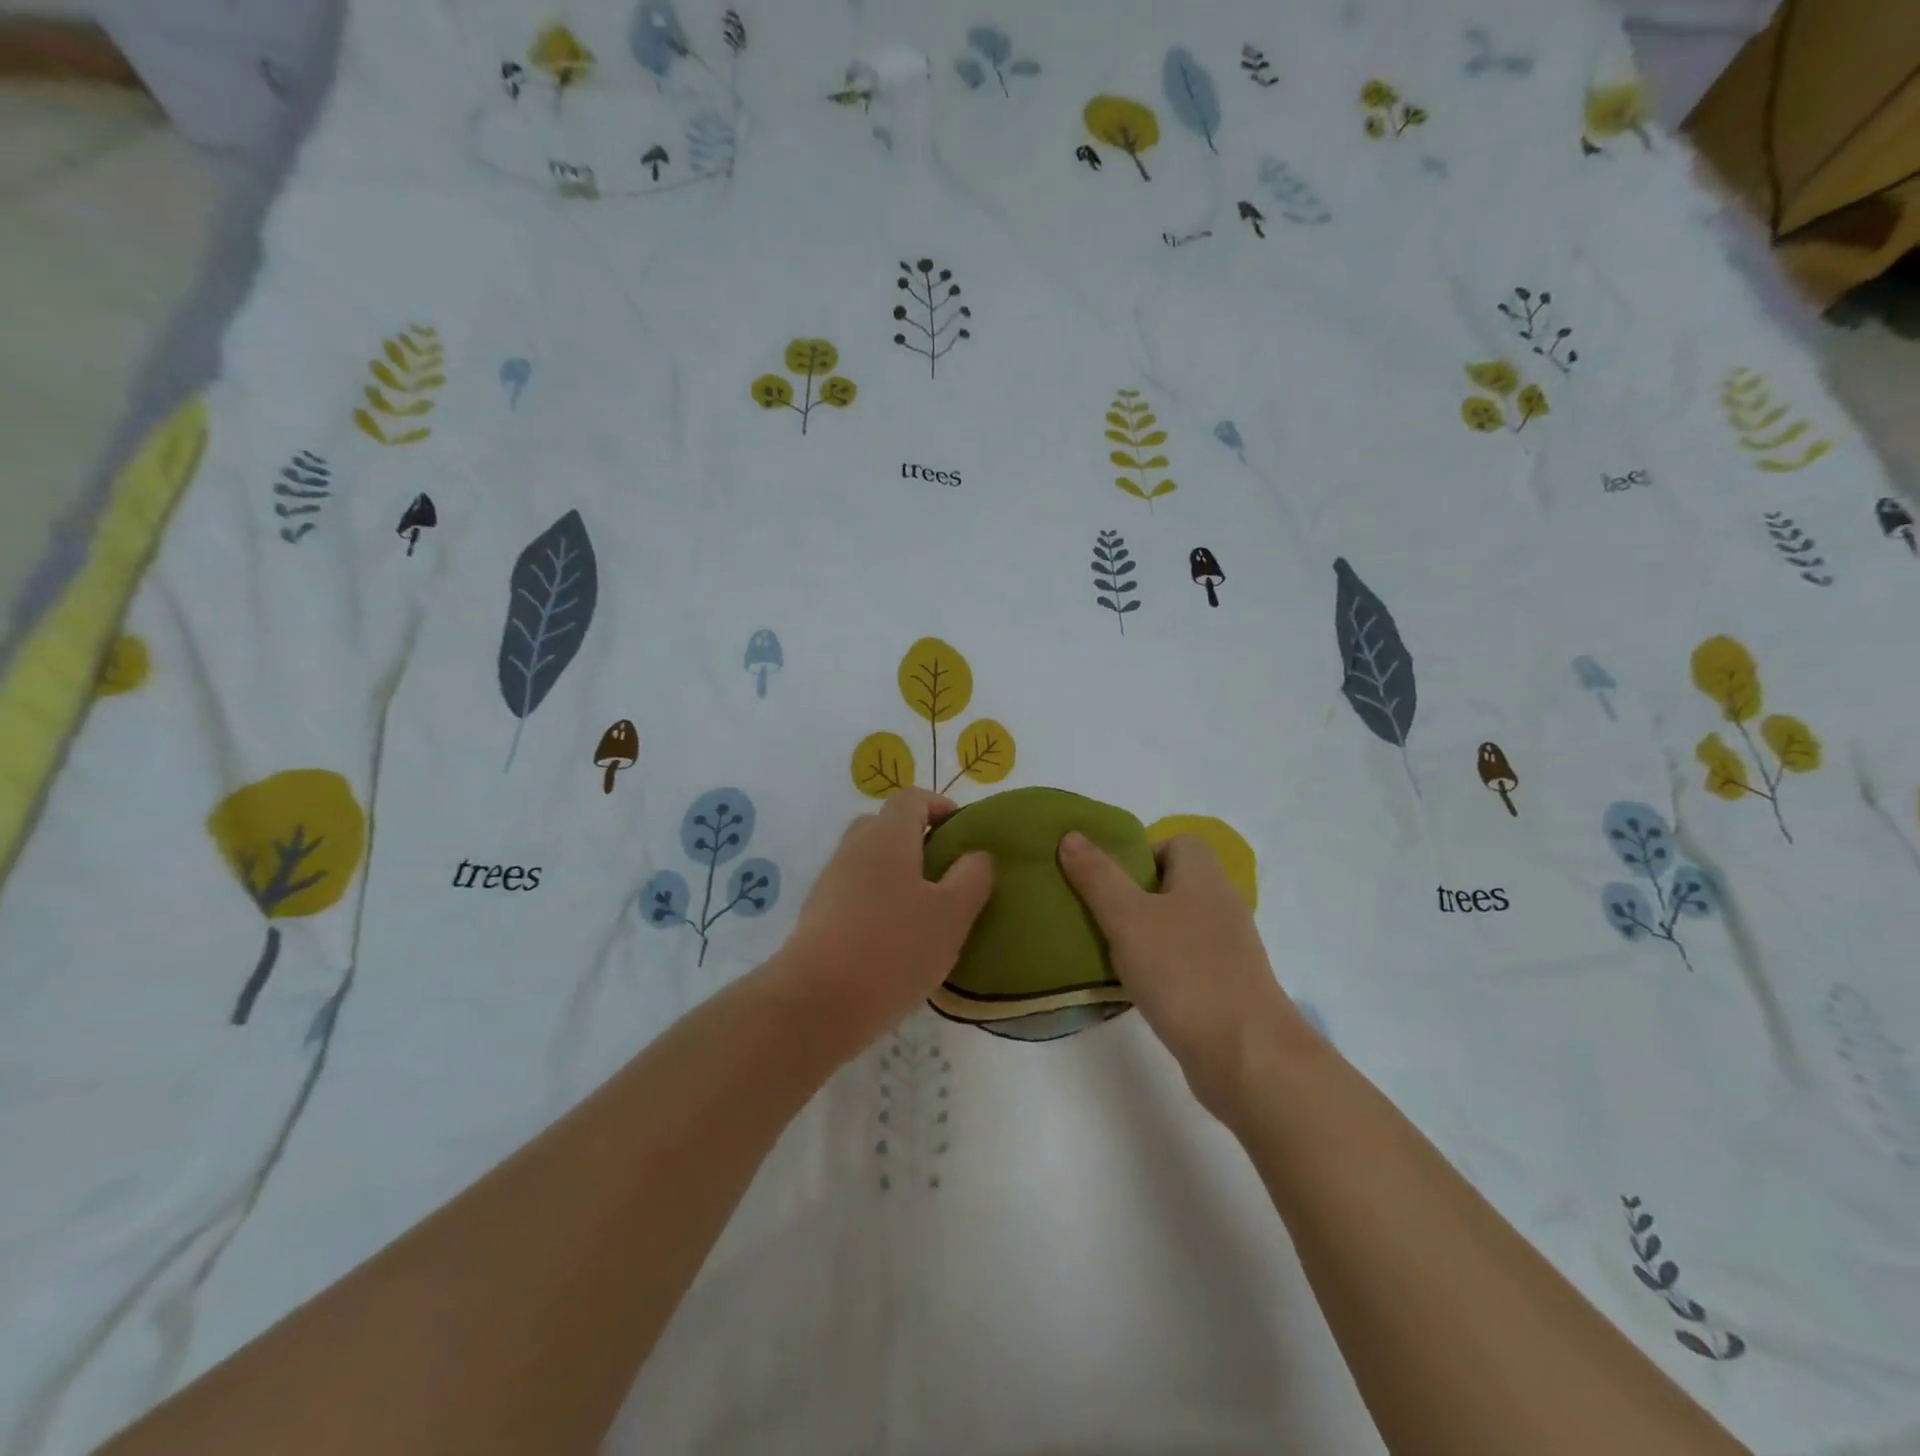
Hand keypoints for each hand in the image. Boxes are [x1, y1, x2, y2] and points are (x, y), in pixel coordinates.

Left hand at [775, 789, 994, 1060]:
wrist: (816, 1003)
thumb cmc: (894, 948)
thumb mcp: (952, 914)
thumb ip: (972, 877)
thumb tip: (977, 855)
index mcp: (887, 835)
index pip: (911, 799)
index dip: (939, 807)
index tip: (962, 833)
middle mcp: (854, 848)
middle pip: (886, 827)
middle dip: (917, 842)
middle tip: (945, 874)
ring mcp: (830, 882)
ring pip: (869, 863)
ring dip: (897, 877)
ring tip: (925, 914)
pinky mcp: (817, 916)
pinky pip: (855, 894)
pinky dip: (877, 904)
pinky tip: (895, 942)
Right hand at [1058, 831, 1312, 1117]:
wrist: (1247, 1057)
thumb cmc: (1184, 973)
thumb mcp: (1128, 918)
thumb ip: (1098, 876)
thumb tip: (1071, 835)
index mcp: (1204, 878)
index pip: (1177, 843)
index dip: (1140, 853)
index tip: (1107, 879)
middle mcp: (1221, 906)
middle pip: (1173, 883)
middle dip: (1133, 894)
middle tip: (1098, 914)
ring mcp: (1227, 949)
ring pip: (1177, 925)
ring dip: (1144, 933)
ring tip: (1108, 951)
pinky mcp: (1226, 987)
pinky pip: (1185, 961)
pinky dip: (1160, 967)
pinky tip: (1136, 986)